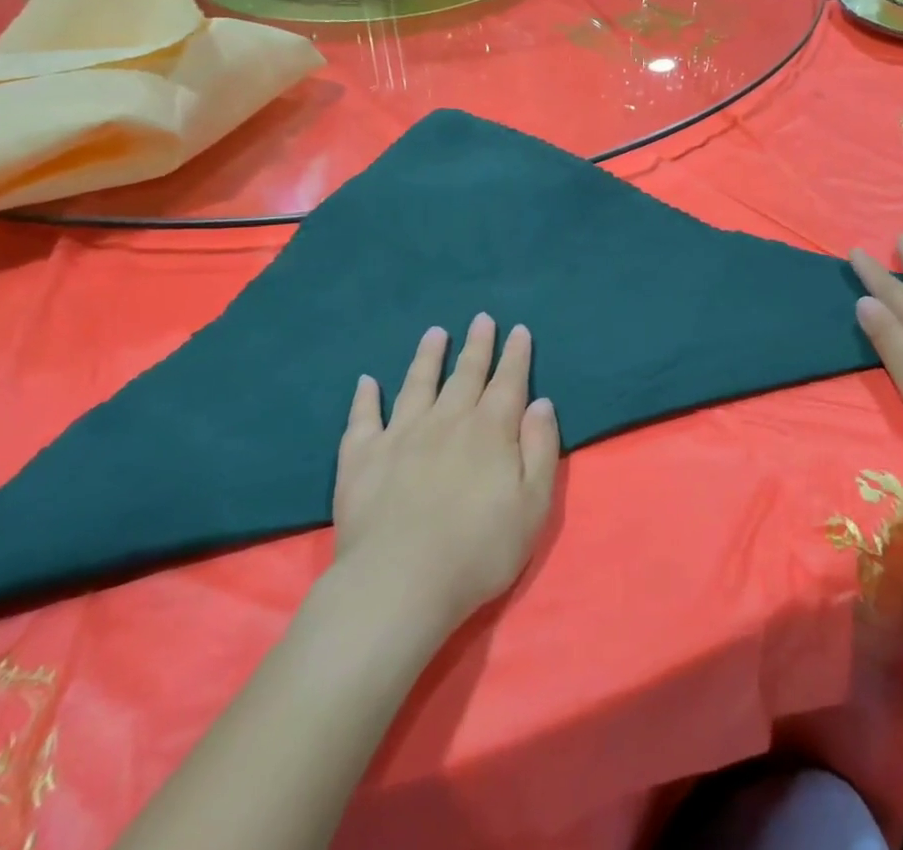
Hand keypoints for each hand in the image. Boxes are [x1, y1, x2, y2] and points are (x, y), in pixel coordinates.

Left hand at [330, 315, 559, 634]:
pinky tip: (366, 381)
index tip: (519, 330)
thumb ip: (540, 448)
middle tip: (482, 318)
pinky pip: (363, 418)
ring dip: (428, 356)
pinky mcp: (362, 457)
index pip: (508, 381)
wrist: (399, 583)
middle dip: (477, 345)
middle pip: (465, 373)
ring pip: (417, 383)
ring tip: (435, 333)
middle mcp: (447, 420)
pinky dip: (365, 398)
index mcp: (490, 430)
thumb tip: (541, 402)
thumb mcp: (533, 504)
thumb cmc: (478, 549)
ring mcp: (401, 434)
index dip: (516, 354)